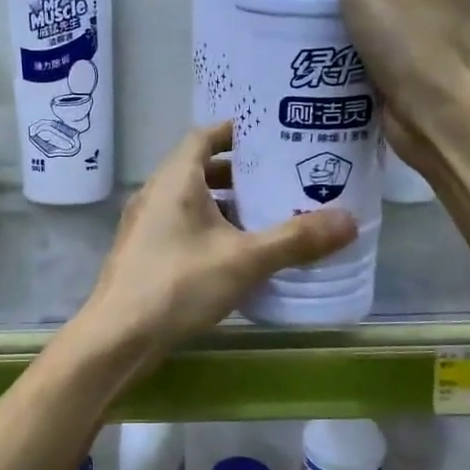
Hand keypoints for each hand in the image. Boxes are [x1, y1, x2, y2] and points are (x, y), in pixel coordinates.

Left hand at [75, 123, 356, 371]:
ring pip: (191, 203)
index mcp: (175, 179)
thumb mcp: (245, 259)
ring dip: (226, 206)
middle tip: (280, 180)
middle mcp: (155, 194)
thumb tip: (349, 221)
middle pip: (200, 169)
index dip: (236, 132)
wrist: (119, 337)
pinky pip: (182, 229)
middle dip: (240, 174)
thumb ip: (296, 239)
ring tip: (267, 217)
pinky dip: (210, 231)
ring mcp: (145, 226)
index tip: (271, 137)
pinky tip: (237, 255)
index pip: (205, 135)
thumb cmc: (179, 284)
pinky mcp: (143, 255)